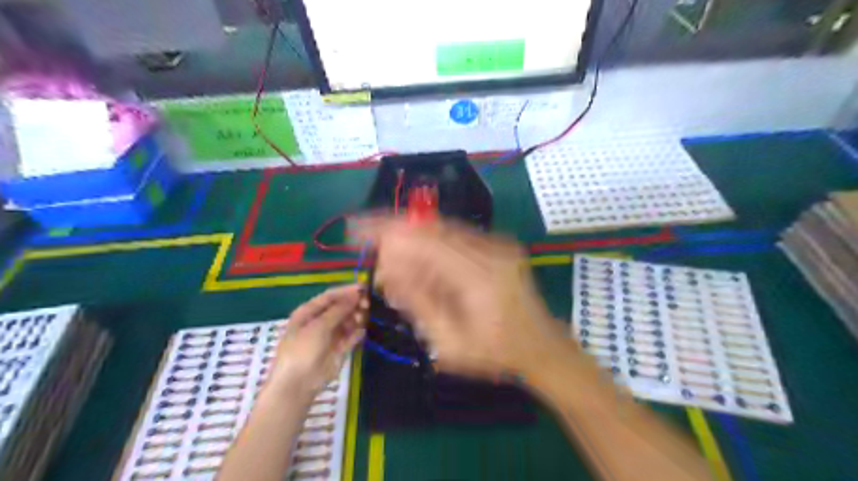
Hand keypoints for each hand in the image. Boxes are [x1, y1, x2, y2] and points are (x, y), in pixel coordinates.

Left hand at [268, 285, 362, 398]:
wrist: (298, 384)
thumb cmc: (303, 349)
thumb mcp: (318, 326)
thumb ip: (338, 309)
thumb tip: (356, 294)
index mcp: (308, 312)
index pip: (330, 296)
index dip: (347, 291)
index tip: (365, 288)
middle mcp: (320, 321)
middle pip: (340, 307)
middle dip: (354, 304)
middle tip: (367, 305)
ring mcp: (330, 335)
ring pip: (347, 321)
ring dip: (356, 318)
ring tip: (361, 320)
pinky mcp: (339, 349)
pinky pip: (351, 337)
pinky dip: (357, 333)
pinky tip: (361, 332)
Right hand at [358, 217, 566, 382]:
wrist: (542, 346)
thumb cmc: (497, 353)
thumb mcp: (450, 343)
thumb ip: (419, 303)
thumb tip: (388, 272)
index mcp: (480, 275)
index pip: (424, 239)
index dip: (387, 230)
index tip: (356, 229)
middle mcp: (490, 250)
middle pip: (431, 228)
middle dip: (396, 237)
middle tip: (377, 259)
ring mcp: (498, 244)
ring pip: (442, 230)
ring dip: (413, 243)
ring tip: (396, 267)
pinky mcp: (498, 246)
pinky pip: (456, 237)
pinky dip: (432, 246)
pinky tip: (422, 266)